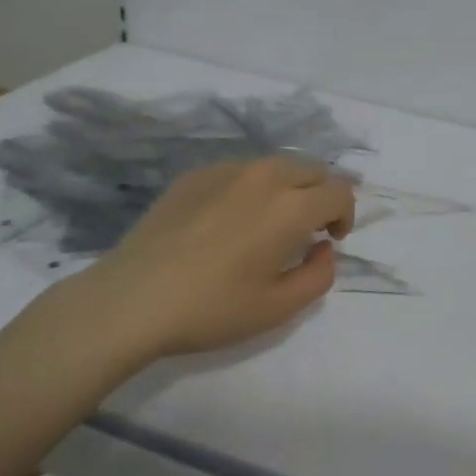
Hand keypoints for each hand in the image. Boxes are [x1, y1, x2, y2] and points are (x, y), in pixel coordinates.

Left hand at [71, 157, 355, 363]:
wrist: (129, 301)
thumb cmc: (210, 309)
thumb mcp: (278, 309)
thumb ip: (319, 275)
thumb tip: (323, 248)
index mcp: (291, 206)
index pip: (339, 192)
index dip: (345, 215)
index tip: (330, 240)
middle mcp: (266, 175)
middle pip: (314, 170)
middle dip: (321, 196)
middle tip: (307, 230)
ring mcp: (228, 170)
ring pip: (278, 166)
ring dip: (289, 188)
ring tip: (269, 223)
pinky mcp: (196, 174)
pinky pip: (241, 171)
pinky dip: (251, 188)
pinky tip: (227, 222)